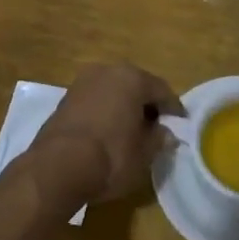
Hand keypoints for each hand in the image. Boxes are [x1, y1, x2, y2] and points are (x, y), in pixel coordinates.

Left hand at [28, 63, 183, 202]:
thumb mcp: (144, 154)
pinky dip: (104, 113)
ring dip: (123, 108)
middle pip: (135, 86)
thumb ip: (158, 139)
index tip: (181, 124)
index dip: (173, 109)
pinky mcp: (63, 100)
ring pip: (112, 93)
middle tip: (156, 127)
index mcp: (132, 78)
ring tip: (131, 132)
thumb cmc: (111, 156)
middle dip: (146, 105)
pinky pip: (94, 102)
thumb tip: (165, 134)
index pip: (162, 90)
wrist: (57, 167)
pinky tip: (108, 134)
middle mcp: (106, 72)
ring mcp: (81, 83)